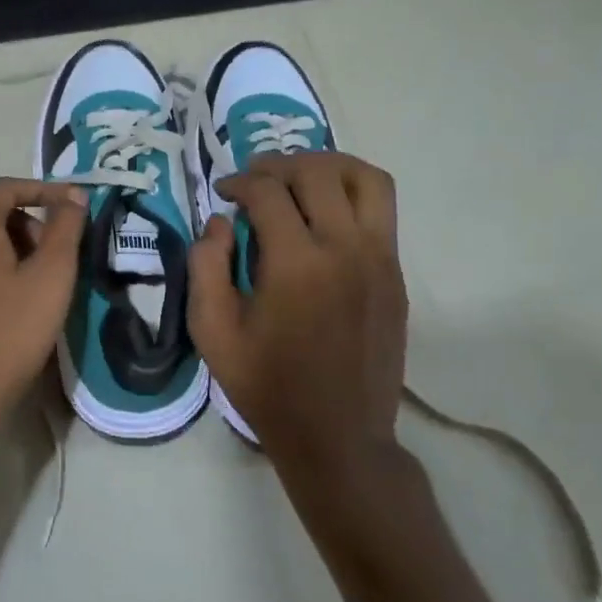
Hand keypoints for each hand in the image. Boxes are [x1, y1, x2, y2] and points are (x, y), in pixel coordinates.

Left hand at [0, 178, 87, 431]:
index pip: (6, 187)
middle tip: (57, 245)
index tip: (75, 205)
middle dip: (28, 216)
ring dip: (12, 240)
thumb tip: (73, 196)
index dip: (44, 189)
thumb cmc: (12, 327)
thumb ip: (65, 227)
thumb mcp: (52, 274)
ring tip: (43, 273)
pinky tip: (18, 294)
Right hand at [188, 153, 406, 475]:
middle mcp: (345, 249)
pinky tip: (325, 213)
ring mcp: (380, 259)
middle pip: (317, 172)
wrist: (339, 437)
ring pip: (365, 179)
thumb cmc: (268, 387)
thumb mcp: (213, 333)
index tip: (224, 193)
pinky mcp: (396, 274)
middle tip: (255, 180)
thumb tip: (219, 222)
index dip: (239, 182)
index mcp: (296, 264)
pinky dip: (351, 193)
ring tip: (299, 179)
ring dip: (328, 166)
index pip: (268, 192)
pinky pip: (381, 209)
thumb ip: (205, 266)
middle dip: (279, 165)